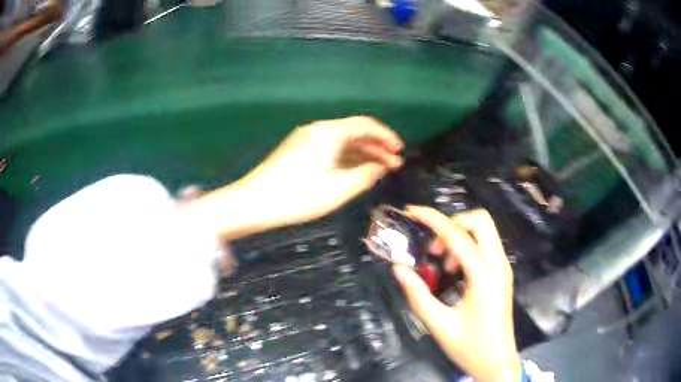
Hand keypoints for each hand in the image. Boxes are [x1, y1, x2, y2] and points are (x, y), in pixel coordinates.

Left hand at [186, 116, 403, 239]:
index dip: (386, 136)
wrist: (254, 203)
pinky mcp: (297, 152)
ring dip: (362, 154)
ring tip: (380, 169)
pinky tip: (355, 171)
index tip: (400, 151)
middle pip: (353, 132)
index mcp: (328, 133)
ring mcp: (305, 140)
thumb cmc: (297, 196)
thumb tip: (380, 167)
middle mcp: (317, 130)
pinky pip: (329, 149)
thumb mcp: (337, 189)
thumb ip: (364, 175)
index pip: (365, 125)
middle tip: (394, 164)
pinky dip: (345, 158)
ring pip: (341, 142)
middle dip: (376, 147)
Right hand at [393, 206, 521, 381]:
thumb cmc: (470, 347)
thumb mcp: (439, 324)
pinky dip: (466, 250)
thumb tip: (398, 268)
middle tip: (432, 247)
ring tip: (441, 266)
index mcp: (484, 276)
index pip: (458, 235)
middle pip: (481, 221)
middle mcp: (498, 265)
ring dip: (459, 239)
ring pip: (484, 232)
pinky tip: (453, 274)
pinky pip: (484, 248)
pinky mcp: (501, 275)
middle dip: (452, 224)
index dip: (433, 219)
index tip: (412, 212)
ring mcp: (502, 269)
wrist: (497, 362)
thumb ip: (417, 294)